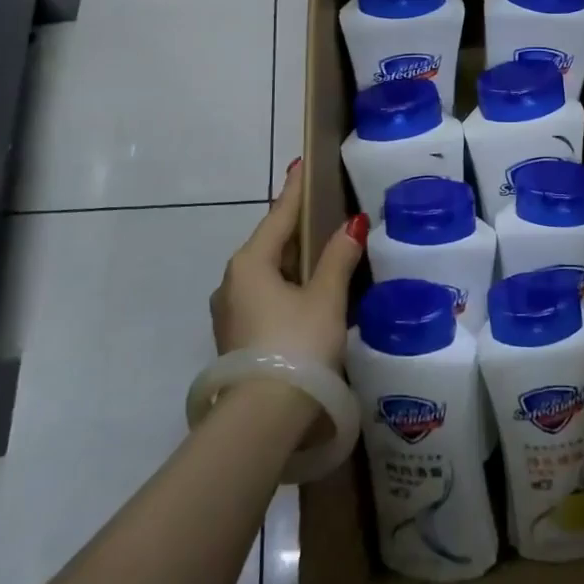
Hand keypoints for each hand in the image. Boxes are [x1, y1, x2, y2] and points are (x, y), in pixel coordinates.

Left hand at [211, 160, 364, 372]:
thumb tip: (353, 224)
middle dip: (295, 228)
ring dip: (291, 260)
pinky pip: (264, 296)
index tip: (300, 165)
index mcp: (250, 263)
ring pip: (266, 273)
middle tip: (319, 209)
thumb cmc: (296, 345)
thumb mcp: (325, 298)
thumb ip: (338, 258)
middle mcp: (232, 282)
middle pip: (270, 244)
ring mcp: (230, 312)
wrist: (262, 419)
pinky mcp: (236, 338)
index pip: (279, 215)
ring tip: (318, 251)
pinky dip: (286, 286)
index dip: (295, 190)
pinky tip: (305, 292)